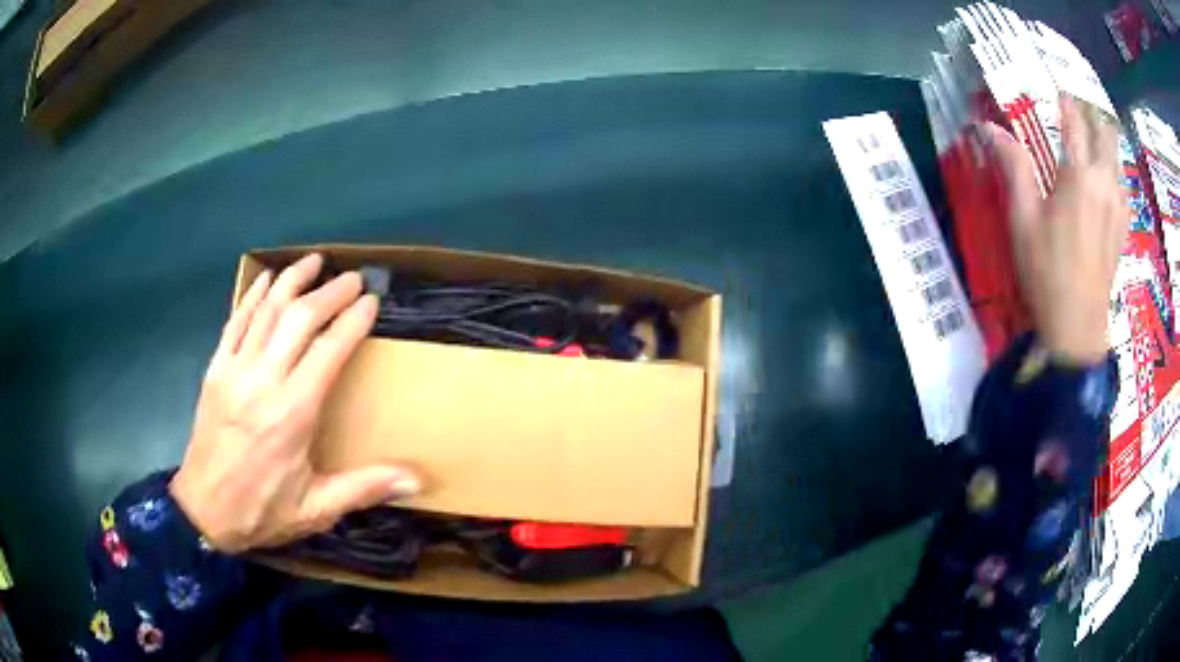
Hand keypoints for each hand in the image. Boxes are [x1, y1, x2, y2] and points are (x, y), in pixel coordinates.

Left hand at [170, 254, 420, 552]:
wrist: (203, 511)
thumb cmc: (262, 510)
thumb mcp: (316, 508)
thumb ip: (364, 488)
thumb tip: (417, 482)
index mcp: (293, 413)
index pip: (329, 350)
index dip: (352, 320)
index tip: (371, 301)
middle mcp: (263, 380)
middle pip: (299, 319)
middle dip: (329, 293)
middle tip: (352, 277)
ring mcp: (234, 370)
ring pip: (266, 310)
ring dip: (293, 281)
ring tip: (314, 261)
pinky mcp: (215, 369)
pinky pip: (235, 321)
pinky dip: (252, 296)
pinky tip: (266, 278)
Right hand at [986, 95, 1127, 363]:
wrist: (1077, 328)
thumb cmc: (1047, 272)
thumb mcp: (1023, 219)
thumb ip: (1013, 167)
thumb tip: (987, 126)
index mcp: (1079, 175)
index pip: (1074, 120)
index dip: (1064, 101)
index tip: (1055, 92)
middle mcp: (1104, 183)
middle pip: (1105, 133)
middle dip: (1091, 116)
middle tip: (1075, 114)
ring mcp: (1117, 206)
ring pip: (1116, 158)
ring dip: (1104, 144)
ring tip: (1090, 143)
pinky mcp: (1122, 228)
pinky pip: (1122, 187)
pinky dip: (1113, 174)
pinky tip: (1104, 183)